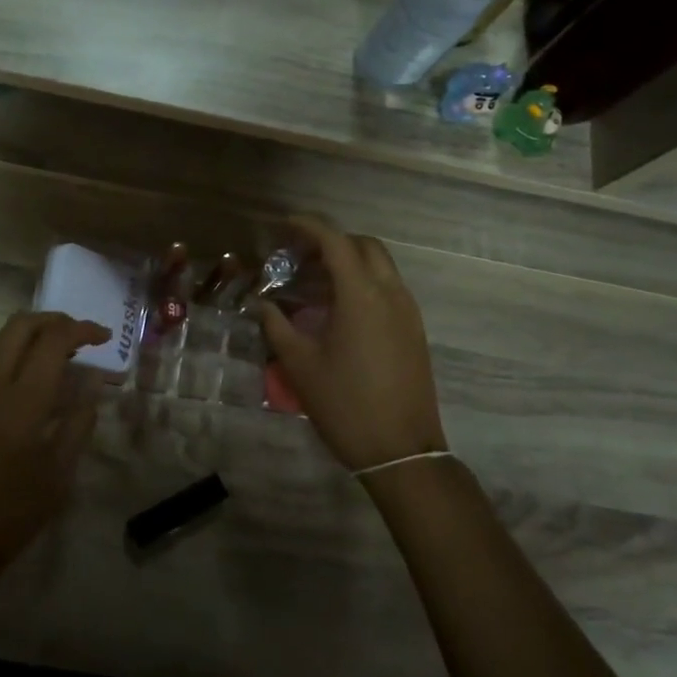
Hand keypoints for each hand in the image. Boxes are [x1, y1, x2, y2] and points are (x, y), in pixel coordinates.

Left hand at [0, 312, 110, 575]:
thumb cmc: (12, 516)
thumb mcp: (59, 474)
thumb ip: (79, 421)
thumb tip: (93, 383)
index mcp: (21, 403)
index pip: (52, 340)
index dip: (82, 330)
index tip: (104, 337)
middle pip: (20, 325)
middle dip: (55, 321)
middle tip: (81, 337)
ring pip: (0, 342)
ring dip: (32, 337)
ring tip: (61, 358)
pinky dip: (14, 359)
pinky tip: (32, 386)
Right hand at [257, 217, 445, 472]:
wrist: (401, 450)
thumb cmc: (345, 404)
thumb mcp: (300, 365)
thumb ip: (277, 326)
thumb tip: (262, 304)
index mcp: (361, 295)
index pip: (336, 242)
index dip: (308, 227)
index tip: (284, 225)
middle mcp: (390, 293)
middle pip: (364, 246)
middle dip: (332, 241)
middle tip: (300, 256)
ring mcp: (408, 312)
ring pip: (380, 267)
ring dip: (349, 262)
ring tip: (315, 283)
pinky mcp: (414, 331)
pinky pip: (389, 289)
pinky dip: (364, 283)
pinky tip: (339, 310)